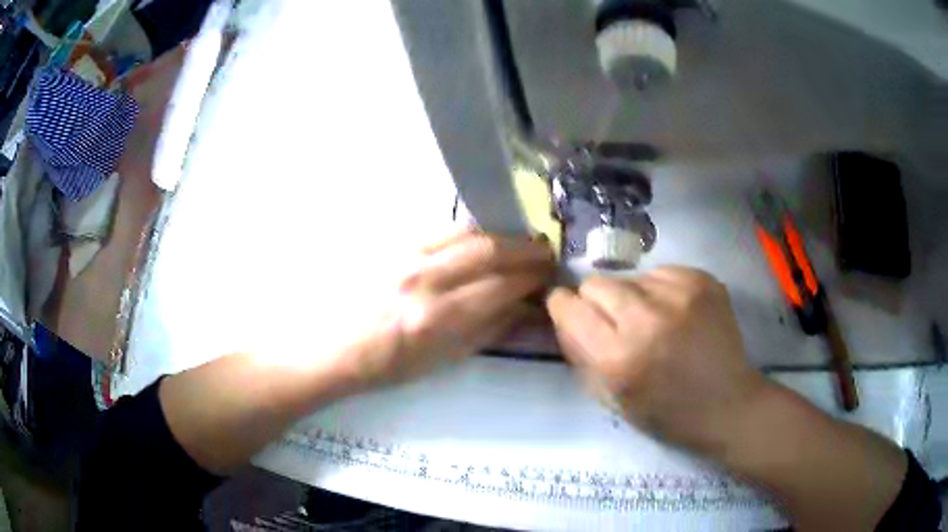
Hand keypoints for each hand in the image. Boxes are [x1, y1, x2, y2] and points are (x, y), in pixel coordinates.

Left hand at [353, 229, 554, 387]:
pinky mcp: (395, 246)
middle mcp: (424, 279)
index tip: (549, 275)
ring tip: (518, 241)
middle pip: (489, 250)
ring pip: (467, 232)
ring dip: (501, 235)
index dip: (532, 277)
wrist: (338, 346)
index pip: (500, 286)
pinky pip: (443, 231)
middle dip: (525, 248)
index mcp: (438, 318)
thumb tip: (523, 307)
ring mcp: (407, 256)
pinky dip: (472, 233)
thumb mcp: (444, 359)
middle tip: (544, 251)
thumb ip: (488, 329)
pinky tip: (482, 240)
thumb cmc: (391, 365)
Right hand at [546, 266, 765, 455]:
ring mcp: (679, 295)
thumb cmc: (666, 413)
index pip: (569, 307)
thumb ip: (579, 355)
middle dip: (597, 301)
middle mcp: (647, 319)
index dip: (564, 308)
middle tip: (615, 323)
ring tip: (653, 322)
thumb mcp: (611, 399)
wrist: (728, 404)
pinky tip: (674, 314)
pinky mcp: (702, 281)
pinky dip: (659, 291)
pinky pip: (660, 273)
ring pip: (629, 277)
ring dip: (631, 297)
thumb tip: (563, 315)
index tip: (571, 313)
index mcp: (618, 358)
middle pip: (596, 283)